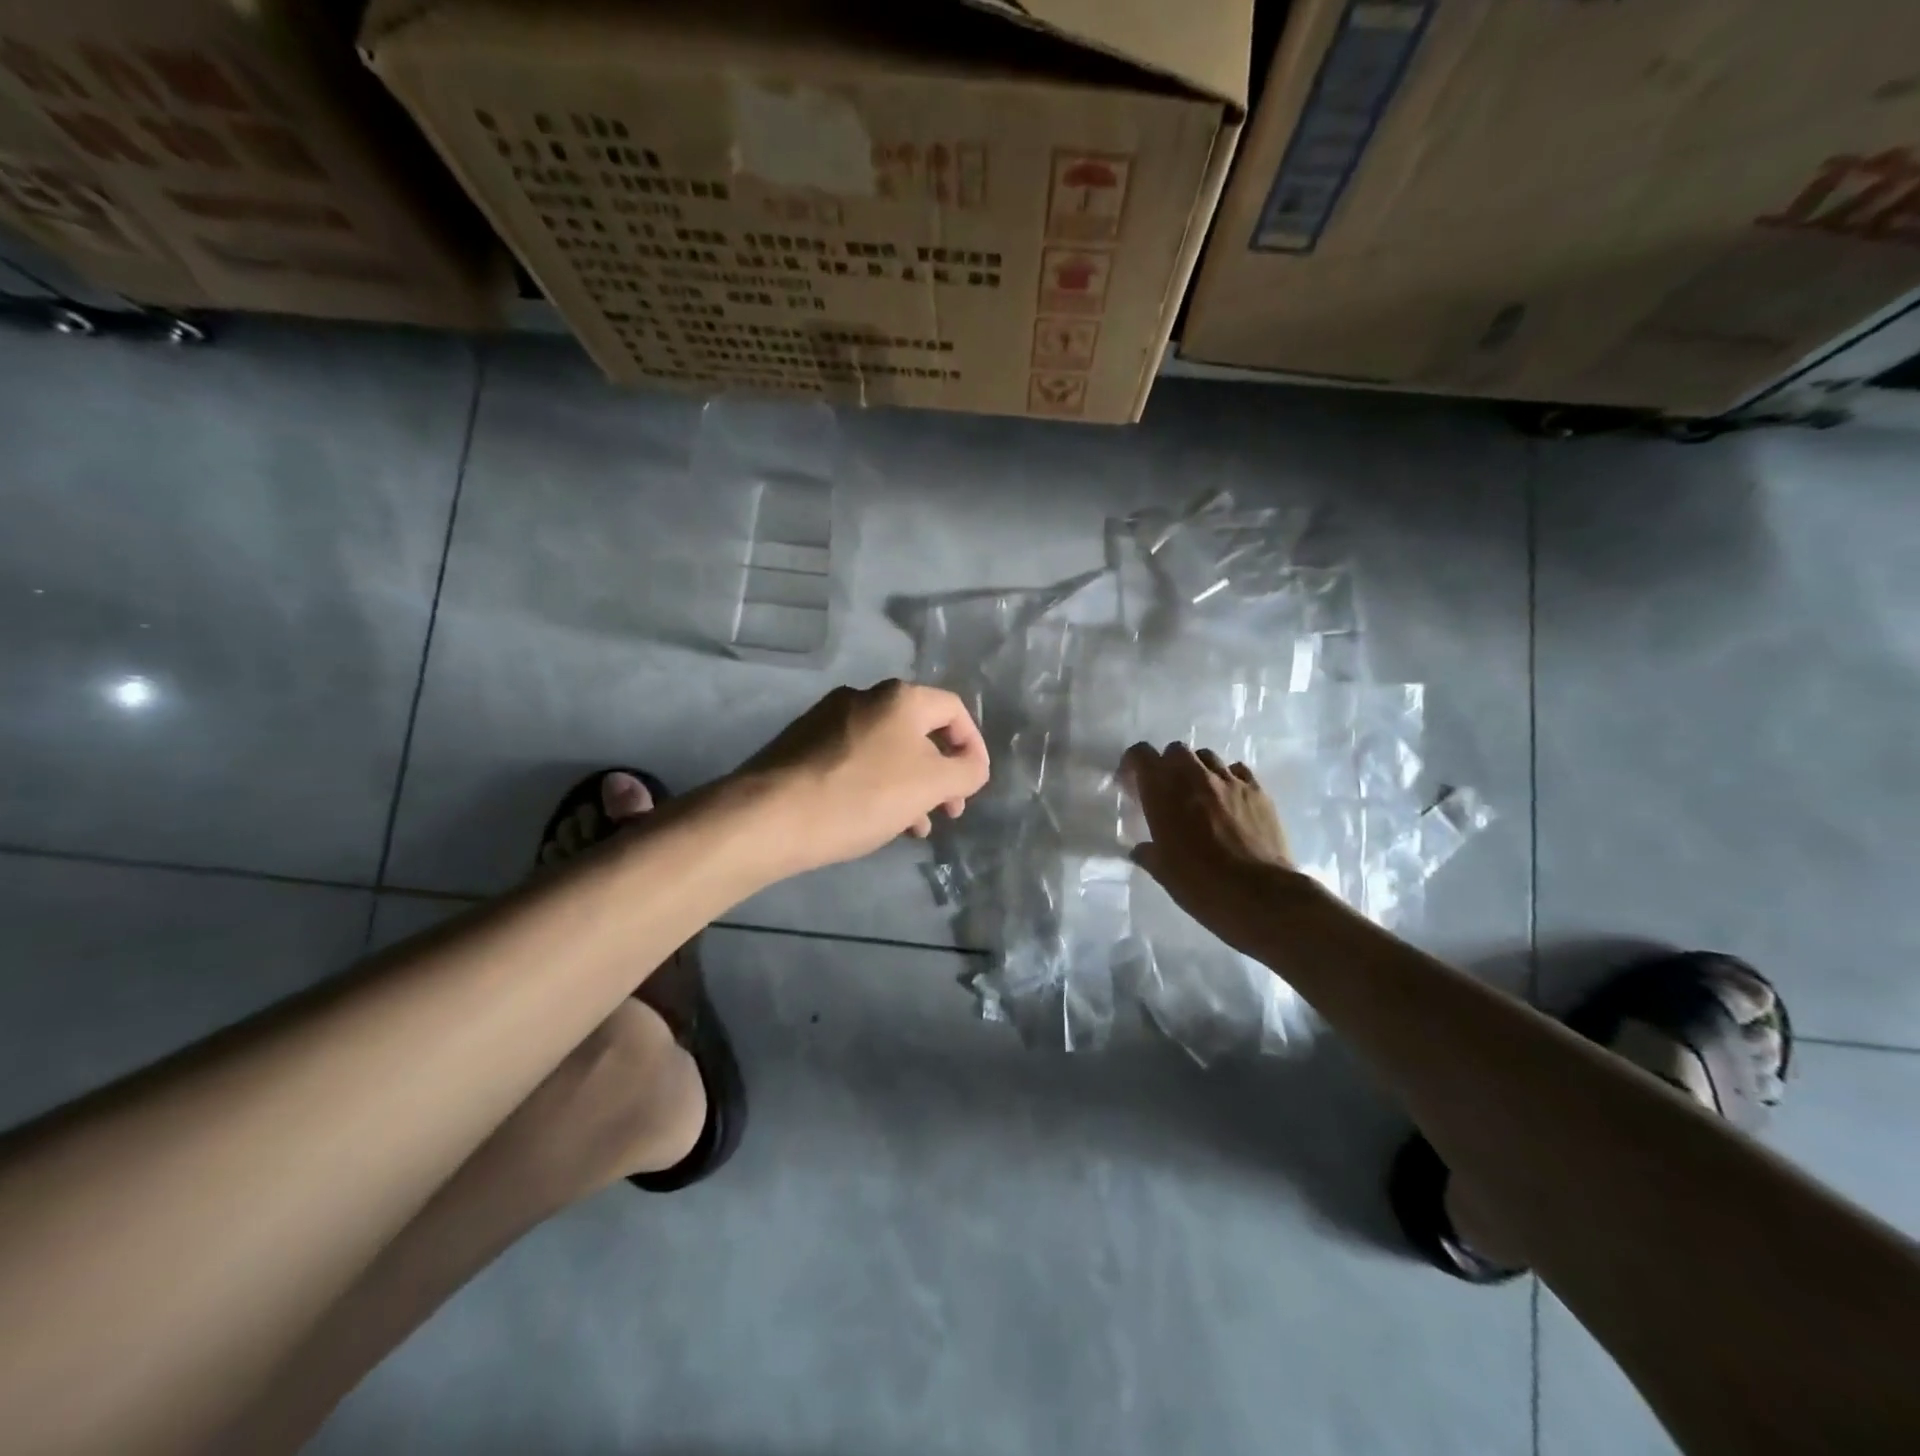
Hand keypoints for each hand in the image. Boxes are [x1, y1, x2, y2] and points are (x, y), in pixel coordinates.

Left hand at [737, 680, 990, 875]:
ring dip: (909, 785)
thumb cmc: (862, 795)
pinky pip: (855, 760)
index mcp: (899, 697)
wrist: (770, 816)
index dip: (973, 746)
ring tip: (914, 826)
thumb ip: (965, 772)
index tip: (974, 785)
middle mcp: (863, 697)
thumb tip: (971, 766)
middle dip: (941, 773)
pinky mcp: (802, 745)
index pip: (954, 710)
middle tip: (948, 810)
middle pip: (919, 731)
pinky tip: (875, 820)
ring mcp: (828, 719)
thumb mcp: (930, 786)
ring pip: (886, 750)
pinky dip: (876, 785)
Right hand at [1120, 741, 1295, 949]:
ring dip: (1198, 769)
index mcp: (1163, 794)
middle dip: (1168, 764)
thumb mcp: (1164, 873)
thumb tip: (1142, 850)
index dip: (1133, 764)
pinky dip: (1228, 778)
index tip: (1132, 782)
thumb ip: (1149, 854)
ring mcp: (1229, 781)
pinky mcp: (1258, 791)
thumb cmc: (1201, 885)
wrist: (1261, 896)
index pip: (1141, 755)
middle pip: (1176, 750)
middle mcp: (1194, 778)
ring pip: (1207, 757)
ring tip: (1200, 793)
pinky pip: (1238, 770)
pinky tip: (1230, 799)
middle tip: (1168, 790)